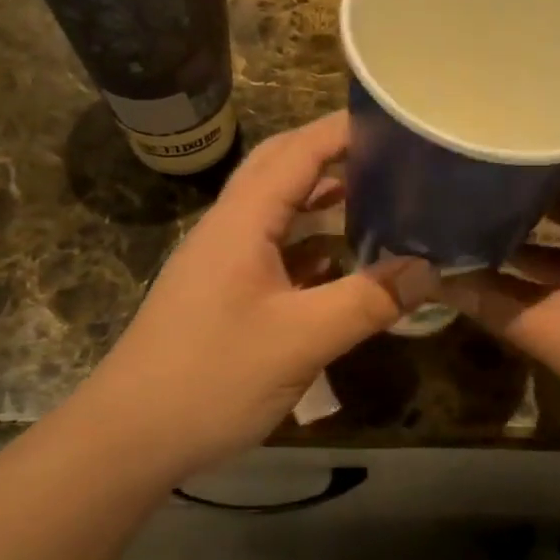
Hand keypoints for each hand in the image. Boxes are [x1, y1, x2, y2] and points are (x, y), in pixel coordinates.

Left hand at [77, 112, 436, 481]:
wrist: (129, 436)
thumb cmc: (211, 377)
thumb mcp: (301, 340)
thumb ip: (367, 301)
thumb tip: (430, 271)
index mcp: (242, 220)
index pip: (297, 150)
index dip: (344, 130)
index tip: (397, 122)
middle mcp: (229, 227)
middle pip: (281, 168)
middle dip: (333, 153)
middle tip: (389, 155)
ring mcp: (221, 260)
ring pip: (276, 209)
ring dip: (320, 197)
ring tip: (375, 198)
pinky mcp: (222, 292)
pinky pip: (271, 249)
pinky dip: (308, 243)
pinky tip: (339, 262)